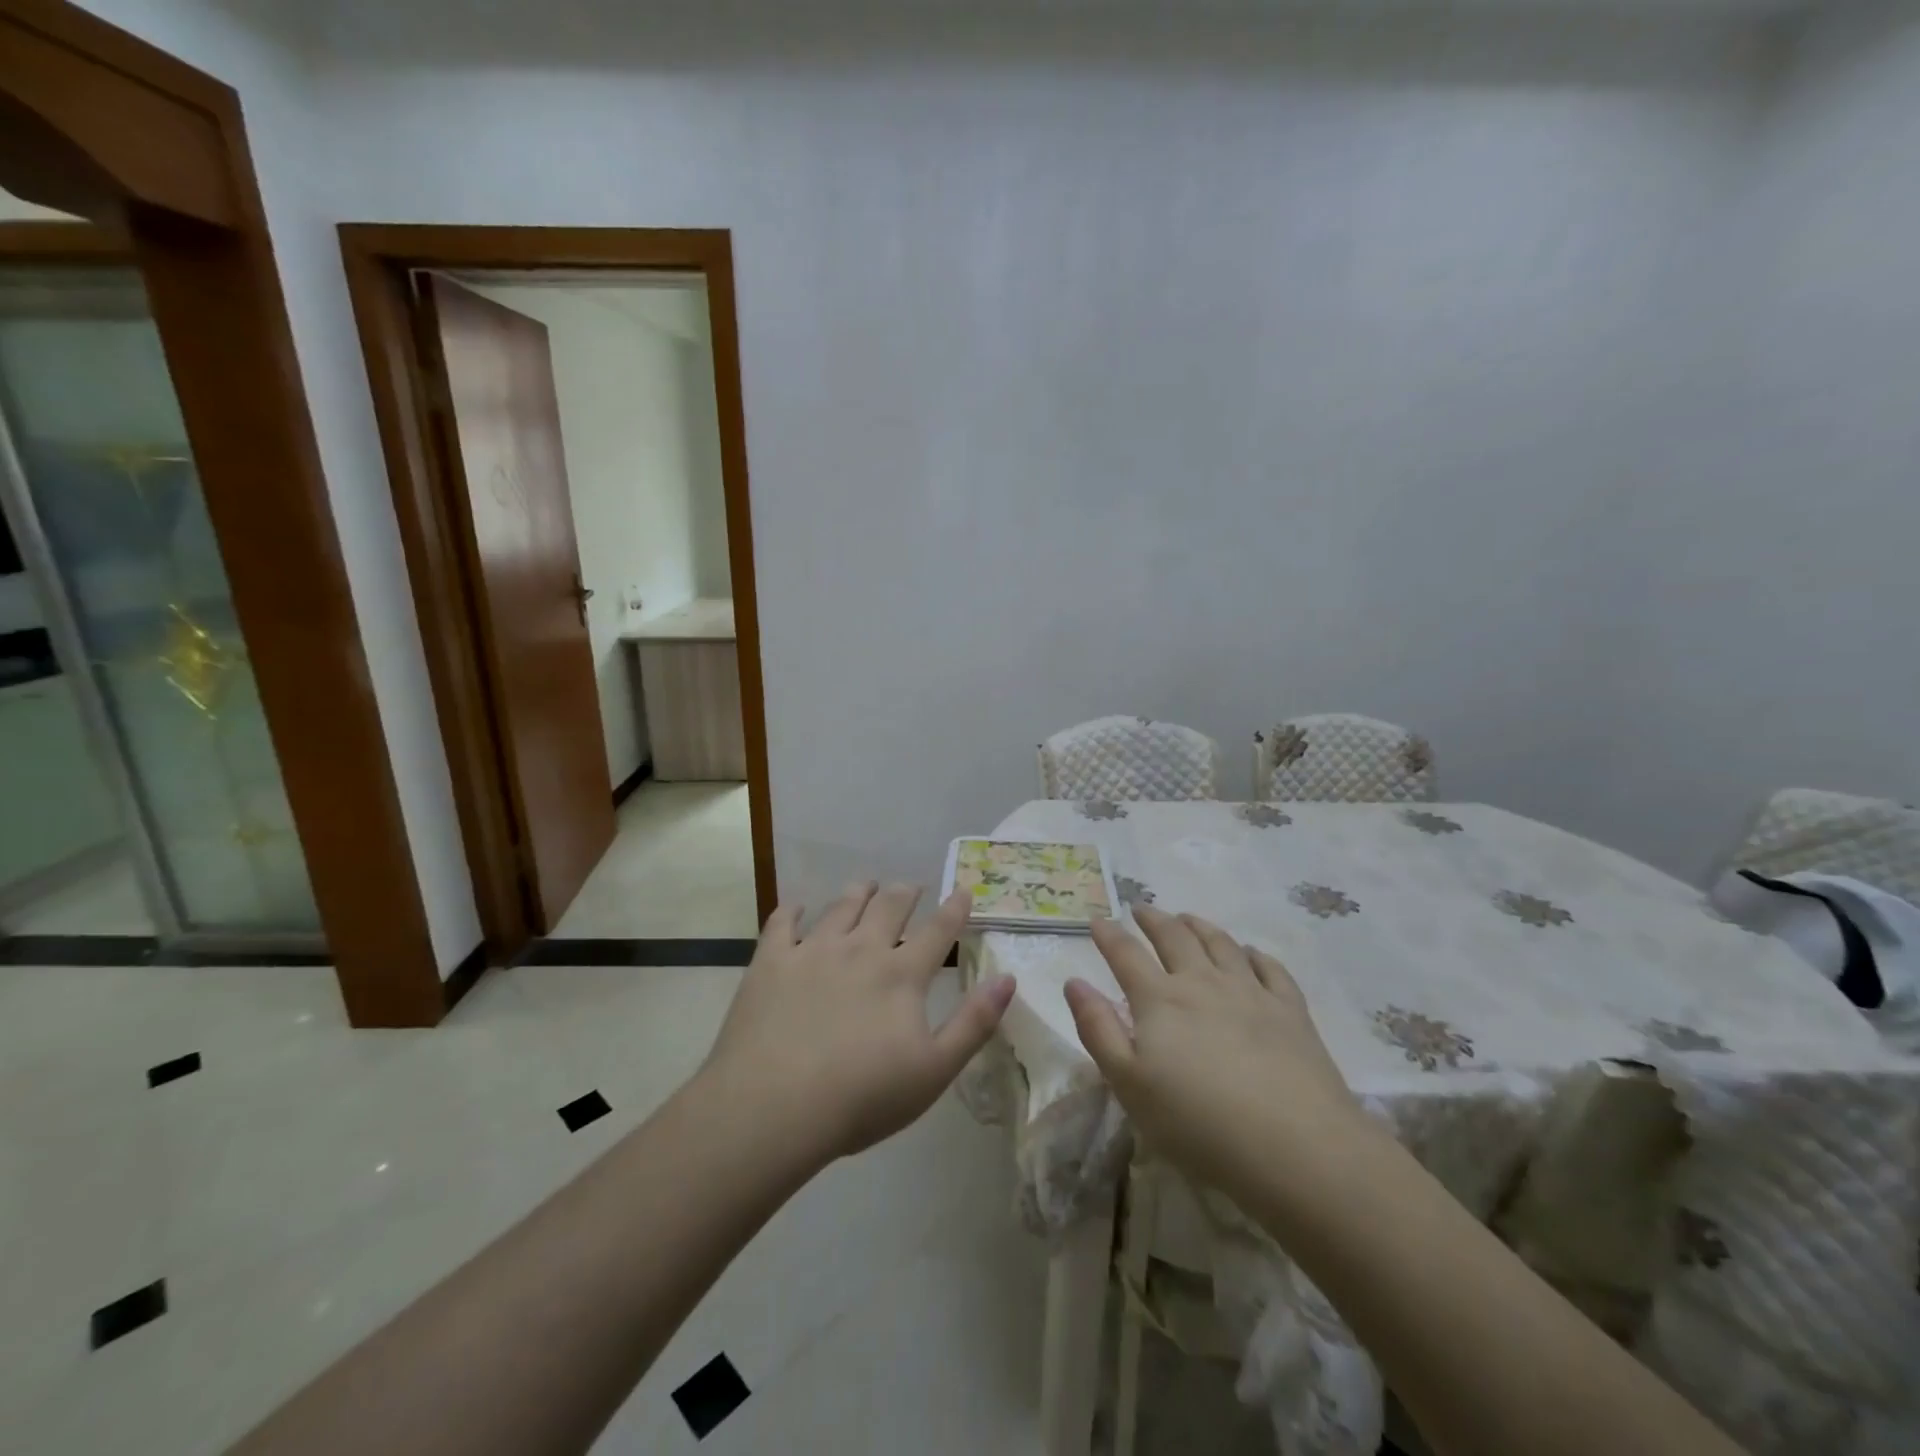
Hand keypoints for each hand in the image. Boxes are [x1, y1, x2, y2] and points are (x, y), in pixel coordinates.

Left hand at [698, 881, 1015, 1165]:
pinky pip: (783, 923)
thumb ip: (974, 1022)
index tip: (962, 889)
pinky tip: (796, 909)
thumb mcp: (934, 1070)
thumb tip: (1007, 978)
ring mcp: (813, 951)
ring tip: (866, 885)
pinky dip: (792, 911)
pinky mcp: (771, 962)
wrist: (775, 1106)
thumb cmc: (862, 1096)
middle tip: (910, 886)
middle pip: (889, 907)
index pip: (937, 931)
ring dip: (858, 892)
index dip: (954, 909)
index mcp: (901, 975)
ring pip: (841, 906)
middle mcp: (860, 950)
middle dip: (905, 892)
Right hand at [1065, 906, 1368, 1203]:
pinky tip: (1250, 953)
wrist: (1295, 1147)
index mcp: (1160, 1000)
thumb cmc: (1198, 1123)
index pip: (1126, 954)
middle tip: (1142, 909)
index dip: (1109, 935)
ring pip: (1221, 944)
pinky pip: (1270, 969)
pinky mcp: (1291, 1011)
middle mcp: (1203, 983)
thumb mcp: (1129, 1084)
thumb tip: (1074, 982)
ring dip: (1199, 926)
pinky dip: (1255, 954)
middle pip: (1174, 937)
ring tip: (1188, 918)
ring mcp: (1251, 992)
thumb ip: (1098, 1029)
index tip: (1098, 921)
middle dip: (1154, 919)